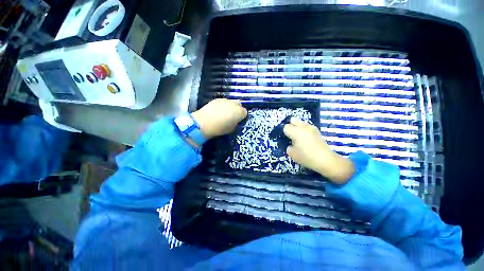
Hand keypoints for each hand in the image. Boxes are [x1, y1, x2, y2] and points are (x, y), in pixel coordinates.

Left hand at [191, 99, 247, 138]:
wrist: (204, 123)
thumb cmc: (220, 128)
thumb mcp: (232, 129)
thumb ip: (236, 123)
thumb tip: (235, 120)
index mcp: (239, 112)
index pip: (245, 112)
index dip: (242, 116)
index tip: (239, 120)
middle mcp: (234, 104)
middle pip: (239, 105)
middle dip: (238, 109)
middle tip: (233, 116)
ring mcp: (225, 100)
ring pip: (231, 102)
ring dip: (230, 107)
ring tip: (224, 113)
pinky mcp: (217, 99)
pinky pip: (223, 101)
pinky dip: (223, 105)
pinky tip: (217, 111)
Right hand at [283, 118, 354, 183]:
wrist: (325, 160)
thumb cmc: (306, 157)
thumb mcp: (292, 154)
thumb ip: (289, 147)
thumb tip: (291, 145)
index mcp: (295, 131)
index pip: (286, 127)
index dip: (285, 132)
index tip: (286, 138)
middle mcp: (303, 127)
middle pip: (294, 120)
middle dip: (291, 124)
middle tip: (290, 133)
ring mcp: (312, 129)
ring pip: (302, 123)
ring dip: (299, 127)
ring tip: (298, 135)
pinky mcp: (318, 132)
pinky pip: (308, 127)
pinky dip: (305, 130)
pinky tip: (306, 138)